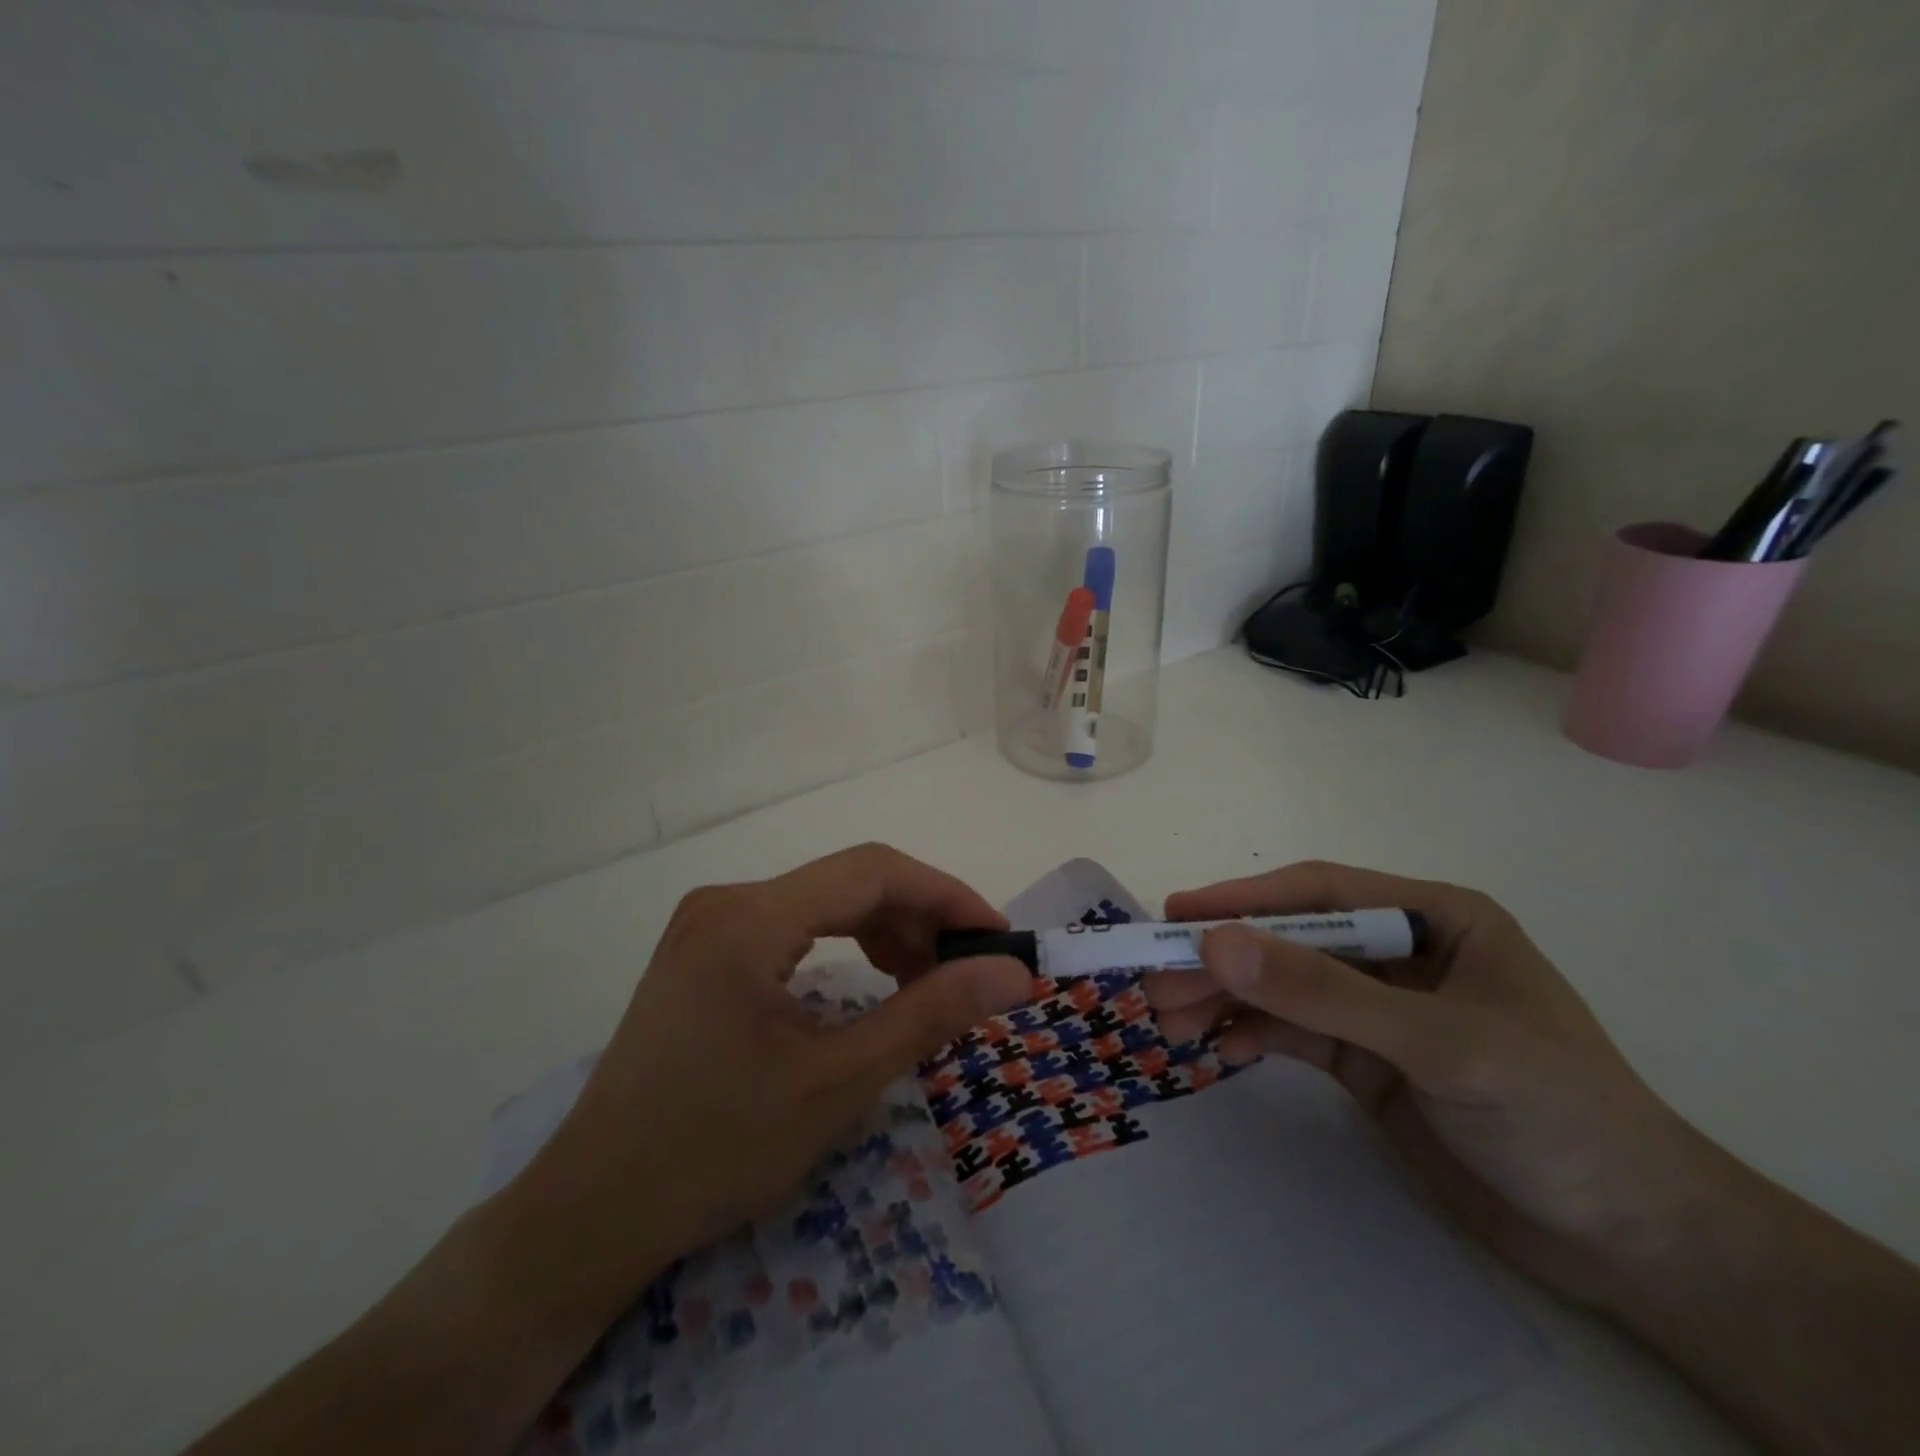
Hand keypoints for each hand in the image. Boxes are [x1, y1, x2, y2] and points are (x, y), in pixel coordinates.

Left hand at [506, 844, 1034, 1308]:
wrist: (593, 1212)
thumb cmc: (716, 1149)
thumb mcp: (837, 1082)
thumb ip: (930, 1014)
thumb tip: (1012, 972)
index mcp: (750, 917)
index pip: (872, 872)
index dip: (946, 896)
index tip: (998, 938)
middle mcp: (727, 901)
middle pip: (848, 882)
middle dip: (919, 918)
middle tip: (970, 970)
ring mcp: (710, 924)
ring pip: (823, 902)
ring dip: (885, 932)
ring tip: (927, 982)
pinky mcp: (705, 951)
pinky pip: (794, 926)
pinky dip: (844, 946)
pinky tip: (872, 981)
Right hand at [1145, 861, 1722, 1307]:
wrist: (1633, 1243)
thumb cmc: (1558, 1115)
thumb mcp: (1439, 1044)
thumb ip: (1324, 992)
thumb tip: (1215, 946)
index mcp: (1433, 916)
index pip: (1319, 891)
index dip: (1243, 899)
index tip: (1174, 914)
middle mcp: (1399, 951)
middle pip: (1289, 940)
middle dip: (1222, 960)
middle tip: (1154, 985)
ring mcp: (1379, 1008)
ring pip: (1282, 987)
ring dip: (1225, 1000)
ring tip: (1170, 1024)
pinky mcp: (1367, 1060)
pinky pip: (1293, 1032)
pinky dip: (1251, 1036)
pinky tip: (1219, 1051)